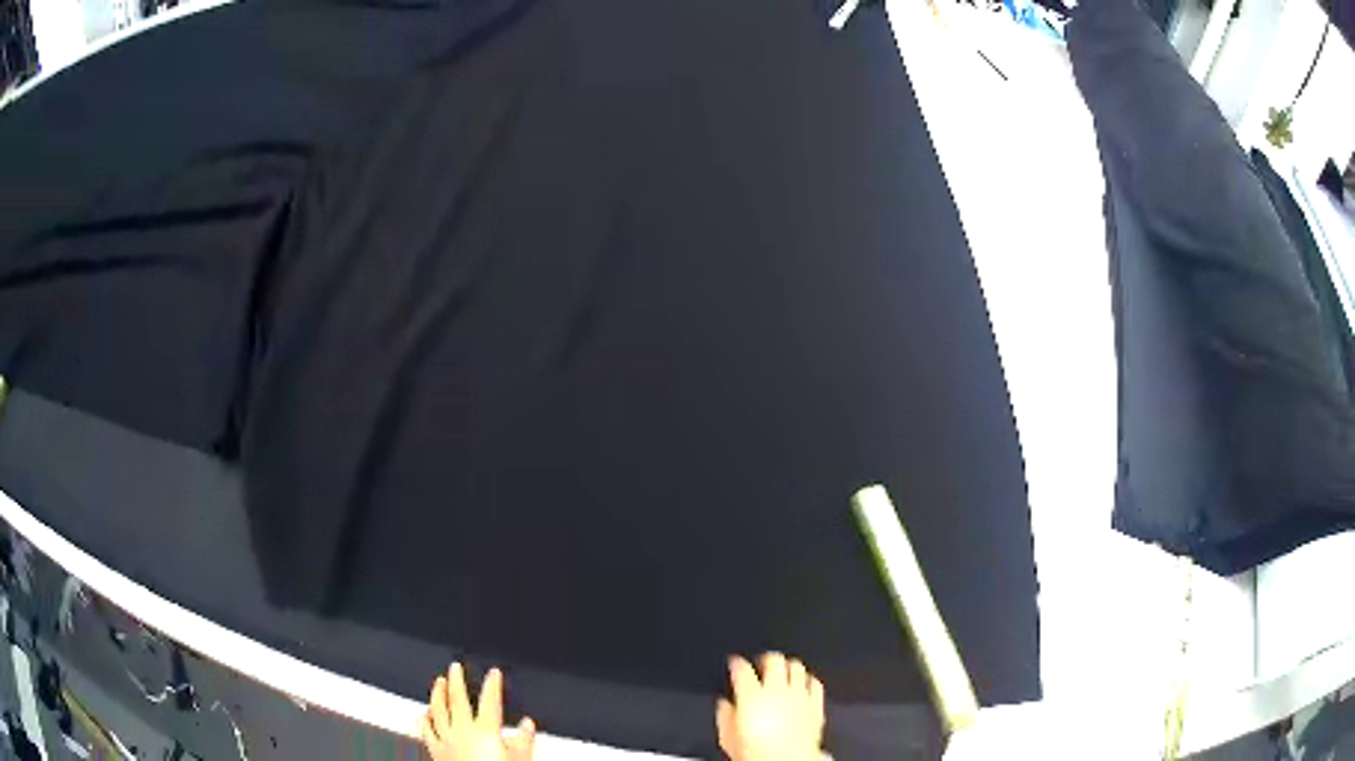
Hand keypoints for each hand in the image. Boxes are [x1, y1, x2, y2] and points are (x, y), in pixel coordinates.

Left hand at [421, 663, 535, 760]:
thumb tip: (527, 725)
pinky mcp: (436, 752)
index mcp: (485, 731)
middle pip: (457, 700)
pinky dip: (423, 720)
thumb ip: (524, 741)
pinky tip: (422, 713)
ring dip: (437, 694)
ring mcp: (447, 740)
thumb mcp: (521, 760)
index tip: (494, 673)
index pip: (489, 701)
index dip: (492, 685)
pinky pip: (426, 732)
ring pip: (437, 711)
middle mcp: (462, 731)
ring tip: (437, 682)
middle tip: (455, 667)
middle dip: (456, 681)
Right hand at [716, 653, 824, 760]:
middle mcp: (777, 690)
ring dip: (788, 667)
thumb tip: (724, 705)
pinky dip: (808, 680)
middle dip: (766, 658)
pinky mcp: (816, 704)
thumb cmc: (758, 754)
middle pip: (774, 659)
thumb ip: (724, 716)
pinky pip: (815, 683)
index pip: (742, 669)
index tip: (735, 663)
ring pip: (796, 667)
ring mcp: (799, 695)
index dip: (736, 663)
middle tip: (761, 663)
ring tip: (783, 671)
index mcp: (752, 696)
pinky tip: (803, 684)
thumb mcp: (729, 737)